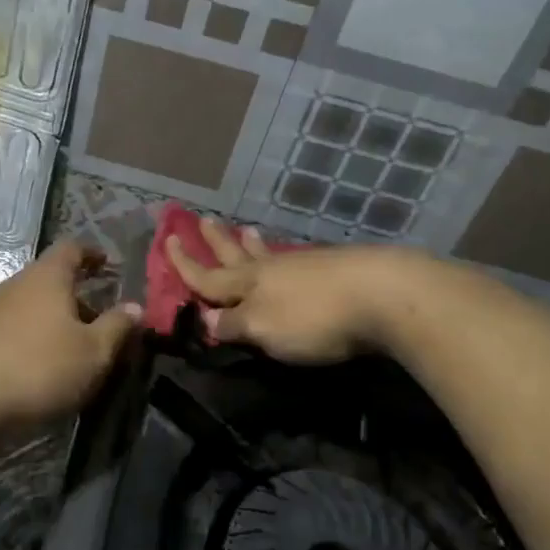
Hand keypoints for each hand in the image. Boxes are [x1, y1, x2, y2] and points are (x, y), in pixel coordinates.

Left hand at [0, 241, 138, 439]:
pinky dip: (32, 337)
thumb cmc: (38, 369)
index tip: (108, 265)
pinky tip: (40, 366)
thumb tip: (136, 306)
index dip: (92, 254)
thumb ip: (117, 327)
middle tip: (100, 319)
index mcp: (47, 276)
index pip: (72, 248)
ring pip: (31, 305)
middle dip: (77, 295)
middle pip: (50, 278)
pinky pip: (12, 327)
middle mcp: (16, 284)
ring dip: (54, 319)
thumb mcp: (93, 353)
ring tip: (73, 347)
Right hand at [166, 218, 409, 364]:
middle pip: (235, 255)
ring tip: (243, 228)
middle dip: (216, 242)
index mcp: (248, 285)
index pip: (207, 278)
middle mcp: (270, 270)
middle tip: (202, 220)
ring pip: (266, 252)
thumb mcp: (265, 329)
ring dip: (250, 242)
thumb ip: (234, 325)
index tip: (168, 241)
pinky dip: (279, 253)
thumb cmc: (314, 318)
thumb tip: (207, 320)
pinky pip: (292, 258)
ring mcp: (302, 266)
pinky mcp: (332, 269)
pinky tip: (287, 255)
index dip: (185, 265)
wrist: (382, 294)